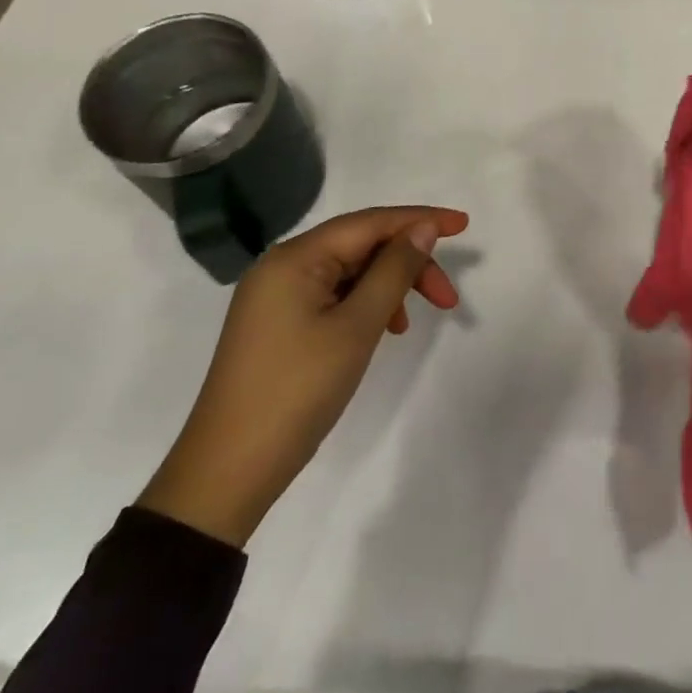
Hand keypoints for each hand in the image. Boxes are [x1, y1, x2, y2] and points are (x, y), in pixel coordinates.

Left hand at [137, 205, 466, 546]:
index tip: (465, 225)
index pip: (371, 222)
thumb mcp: (356, 327)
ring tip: (409, 322)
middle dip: (408, 263)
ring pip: (349, 272)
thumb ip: (394, 270)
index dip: (421, 219)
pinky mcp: (277, 324)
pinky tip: (382, 330)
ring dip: (389, 286)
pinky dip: (364, 304)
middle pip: (361, 245)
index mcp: (296, 258)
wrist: (226, 474)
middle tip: (447, 299)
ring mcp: (276, 296)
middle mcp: (283, 266)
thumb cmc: (297, 391)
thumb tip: (423, 229)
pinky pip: (332, 295)